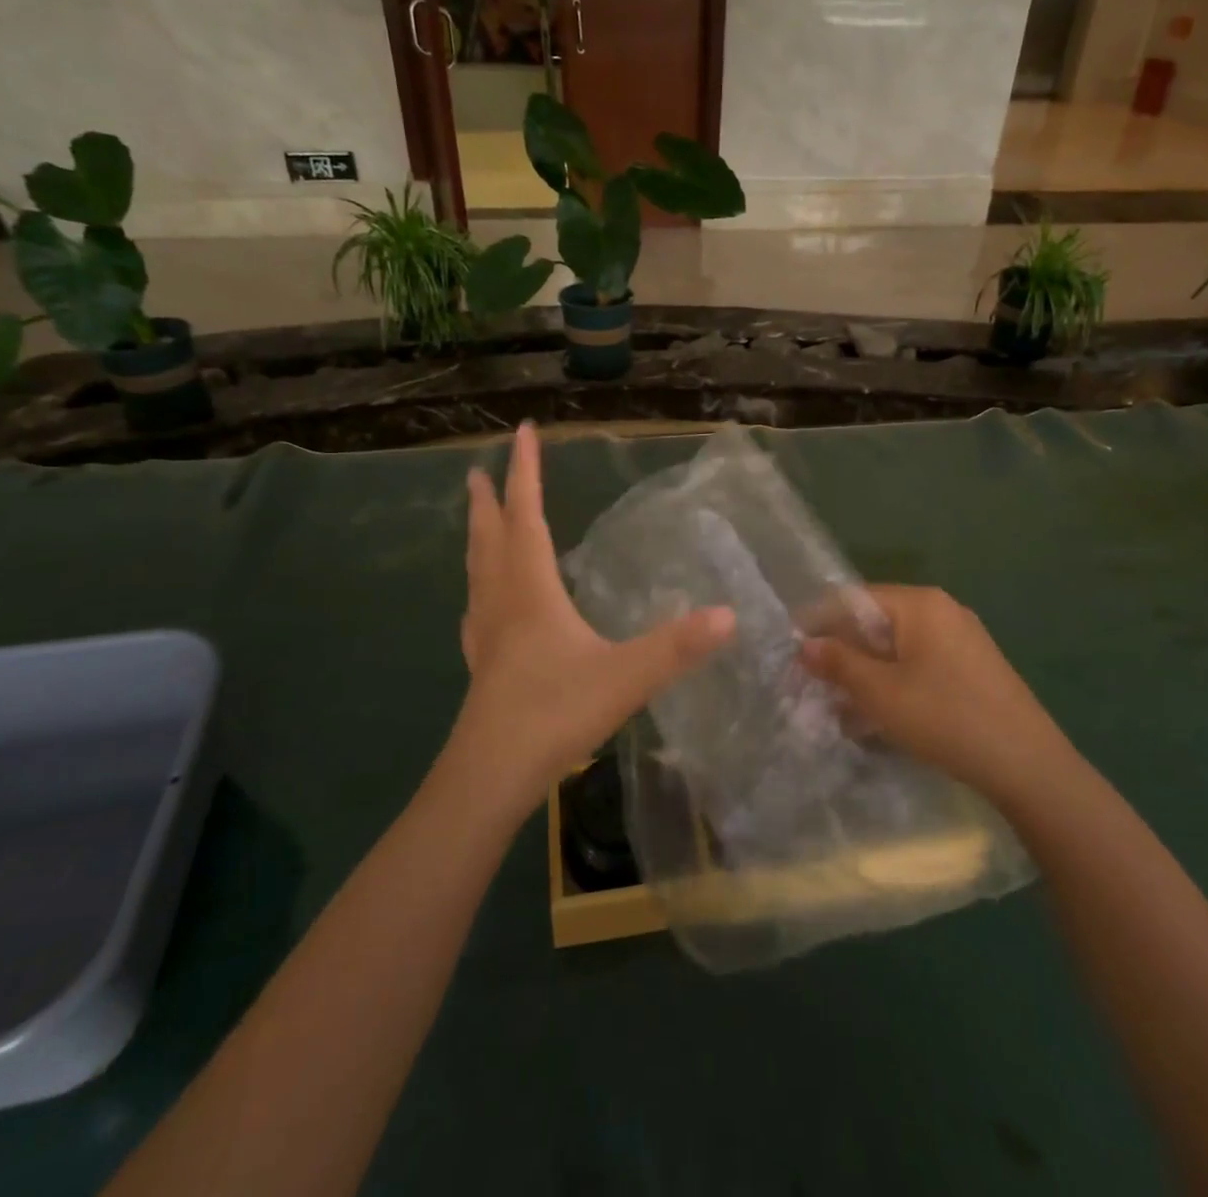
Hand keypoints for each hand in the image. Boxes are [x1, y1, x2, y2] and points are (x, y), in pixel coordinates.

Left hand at [443, 423, 733, 819]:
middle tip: (478, 469)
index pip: (529, 516)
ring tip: (479, 520)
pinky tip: (483, 602)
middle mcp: (503, 602)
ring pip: (478, 571)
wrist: (491, 775)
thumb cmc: (555, 714)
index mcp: (532, 591)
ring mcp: (486, 635)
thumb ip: (677, 646)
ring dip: (479, 537)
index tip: (522, 431)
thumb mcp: (626, 676)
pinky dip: (480, 586)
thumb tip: (730, 615)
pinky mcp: (482, 665)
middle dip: (489, 500)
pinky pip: (477, 607)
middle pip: (491, 537)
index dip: (526, 472)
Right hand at [800, 586, 1068, 800]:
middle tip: (813, 683)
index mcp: (920, 603)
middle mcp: (942, 610)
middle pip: (876, 621)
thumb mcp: (880, 693)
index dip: (819, 623)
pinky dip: (894, 682)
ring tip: (841, 705)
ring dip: (866, 672)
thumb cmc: (945, 718)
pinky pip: (920, 664)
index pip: (853, 599)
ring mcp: (962, 639)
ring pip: (897, 647)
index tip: (792, 652)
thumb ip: (839, 663)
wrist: (1028, 765)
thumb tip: (806, 645)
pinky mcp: (973, 667)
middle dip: (842, 651)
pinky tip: (881, 715)